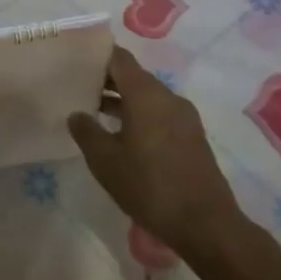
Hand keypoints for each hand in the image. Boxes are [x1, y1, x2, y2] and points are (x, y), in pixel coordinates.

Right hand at [67, 47, 240, 256]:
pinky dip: (139, 115)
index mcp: (146, 95)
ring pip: (147, 96)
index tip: (75, 59)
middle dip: (106, 79)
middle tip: (78, 87)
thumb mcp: (106, 162)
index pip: (119, 58)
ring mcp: (184, 117)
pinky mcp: (192, 136)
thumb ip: (86, 132)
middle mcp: (168, 97)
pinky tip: (122, 135)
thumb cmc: (150, 187)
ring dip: (122, 100)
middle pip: (133, 76)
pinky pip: (159, 113)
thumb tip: (76, 114)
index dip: (96, 55)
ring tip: (94, 112)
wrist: (205, 224)